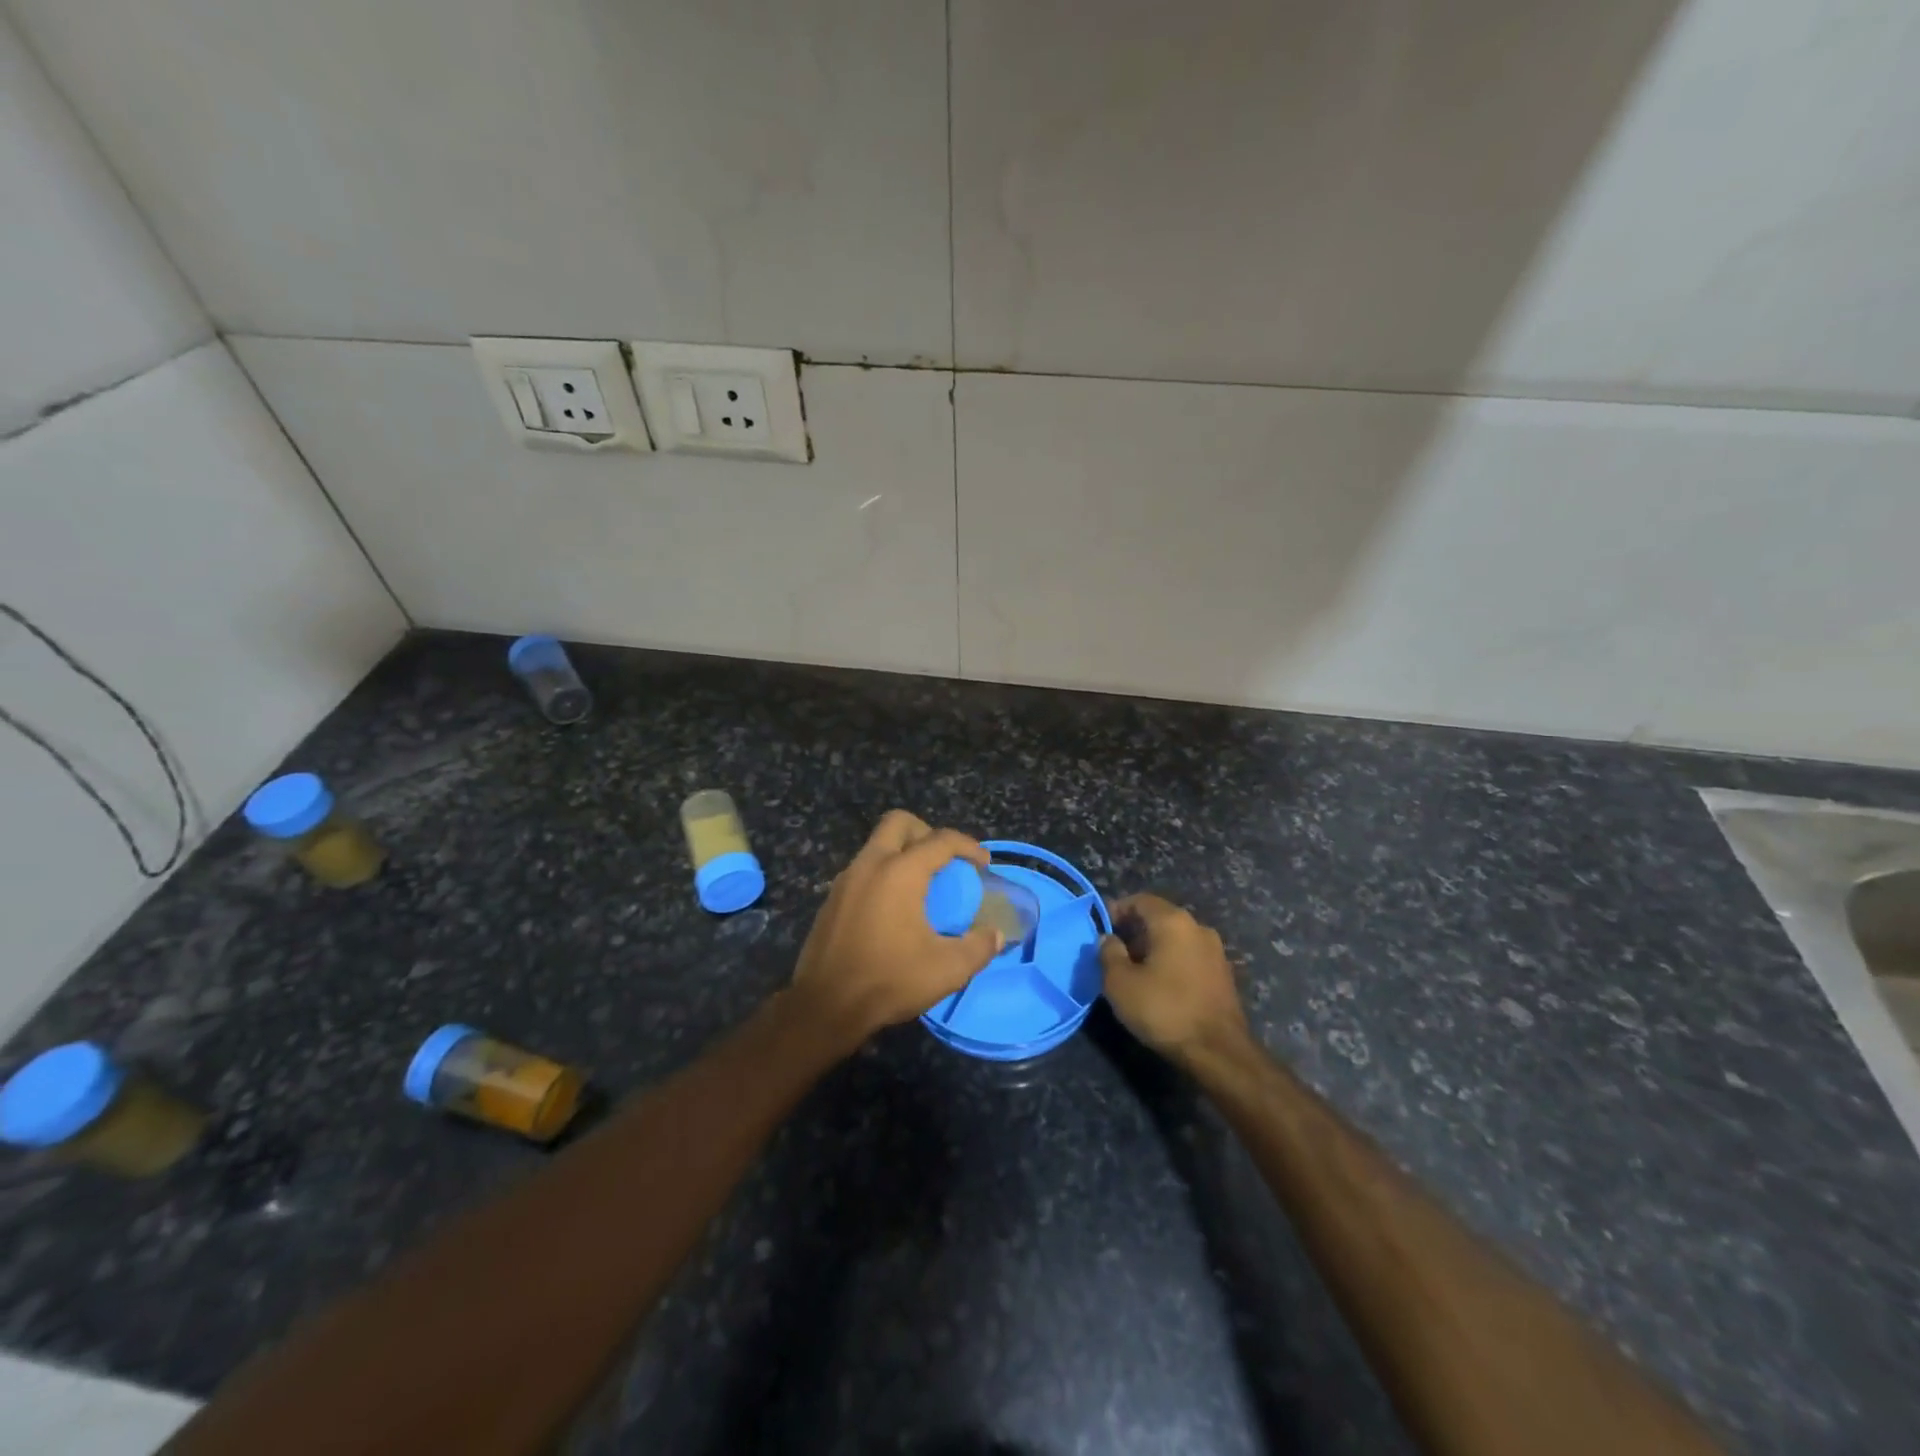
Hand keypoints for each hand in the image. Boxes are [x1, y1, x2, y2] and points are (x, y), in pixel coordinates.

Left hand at [789, 811, 1003, 1052]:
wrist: (825, 1007)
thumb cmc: (889, 981)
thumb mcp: (947, 969)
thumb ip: (979, 947)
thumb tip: (996, 935)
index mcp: (900, 872)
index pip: (940, 840)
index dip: (968, 846)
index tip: (983, 863)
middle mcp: (870, 865)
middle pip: (899, 823)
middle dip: (927, 832)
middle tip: (945, 861)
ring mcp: (845, 880)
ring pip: (877, 845)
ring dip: (903, 854)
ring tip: (923, 887)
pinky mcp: (831, 900)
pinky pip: (863, 870)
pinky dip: (884, 874)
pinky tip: (894, 909)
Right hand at [1100, 893, 1248, 1065]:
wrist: (1219, 1052)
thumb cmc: (1164, 1010)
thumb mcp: (1120, 983)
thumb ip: (1109, 953)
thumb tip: (1108, 938)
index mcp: (1173, 922)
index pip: (1140, 900)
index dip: (1117, 909)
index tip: (1101, 928)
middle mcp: (1198, 927)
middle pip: (1159, 917)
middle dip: (1134, 930)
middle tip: (1113, 952)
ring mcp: (1215, 951)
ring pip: (1175, 938)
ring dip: (1153, 947)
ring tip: (1133, 970)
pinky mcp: (1223, 974)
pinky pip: (1189, 956)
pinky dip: (1171, 961)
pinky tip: (1159, 984)